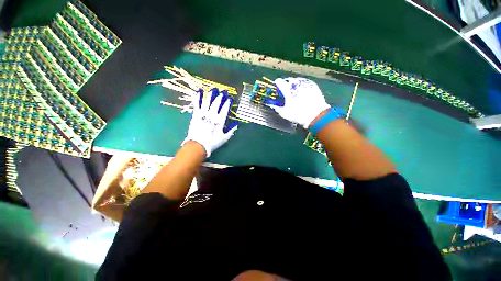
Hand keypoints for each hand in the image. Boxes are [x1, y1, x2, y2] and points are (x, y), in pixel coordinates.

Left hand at [183, 88, 237, 156]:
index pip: (224, 109)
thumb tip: (237, 124)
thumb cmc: (213, 142)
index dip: (227, 103)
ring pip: (207, 102)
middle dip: (220, 97)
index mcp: (220, 121)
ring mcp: (203, 114)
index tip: (229, 98)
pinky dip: (198, 98)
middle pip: (216, 104)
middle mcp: (212, 115)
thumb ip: (231, 130)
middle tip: (222, 91)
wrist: (198, 145)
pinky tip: (199, 92)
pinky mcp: (196, 115)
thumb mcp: (224, 138)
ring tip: (213, 89)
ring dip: (210, 95)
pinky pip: (197, 104)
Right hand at [266, 77, 329, 128]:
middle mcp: (296, 85)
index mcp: (288, 90)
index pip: (279, 82)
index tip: (276, 85)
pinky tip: (302, 91)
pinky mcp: (313, 85)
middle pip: (288, 80)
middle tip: (285, 90)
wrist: (316, 115)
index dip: (277, 83)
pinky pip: (305, 83)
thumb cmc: (298, 115)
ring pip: (297, 80)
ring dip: (294, 84)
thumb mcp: (284, 113)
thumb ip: (276, 108)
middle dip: (286, 84)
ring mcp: (305, 84)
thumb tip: (271, 105)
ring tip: (294, 90)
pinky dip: (302, 86)